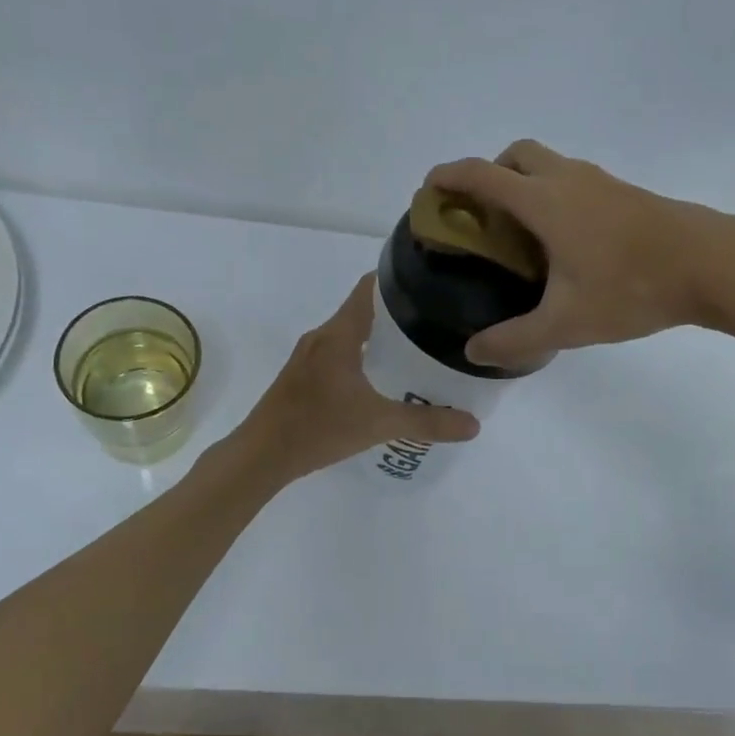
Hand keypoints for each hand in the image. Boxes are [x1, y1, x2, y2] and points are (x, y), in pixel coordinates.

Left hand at [235, 274, 479, 480]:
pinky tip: (381, 378)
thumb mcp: (378, 424)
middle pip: (363, 309)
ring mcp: (308, 356)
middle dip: (398, 312)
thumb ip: (427, 423)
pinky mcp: (302, 374)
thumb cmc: (318, 429)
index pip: (370, 287)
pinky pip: (338, 351)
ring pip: (350, 332)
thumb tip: (474, 425)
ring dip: (379, 335)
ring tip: (416, 349)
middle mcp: (322, 336)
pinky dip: (362, 354)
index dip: (399, 280)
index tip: (432, 286)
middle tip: (436, 323)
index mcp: (339, 335)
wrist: (261, 456)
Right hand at [426, 140, 734, 367]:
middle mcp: (568, 180)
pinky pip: (574, 180)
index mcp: (544, 202)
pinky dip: (553, 195)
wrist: (713, 265)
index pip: (482, 175)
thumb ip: (514, 339)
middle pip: (516, 154)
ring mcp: (601, 182)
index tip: (428, 191)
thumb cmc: (632, 288)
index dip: (448, 177)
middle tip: (482, 216)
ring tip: (520, 233)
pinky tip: (565, 242)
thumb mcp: (566, 323)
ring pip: (549, 164)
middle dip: (489, 174)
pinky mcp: (625, 193)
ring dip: (524, 183)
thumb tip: (473, 351)